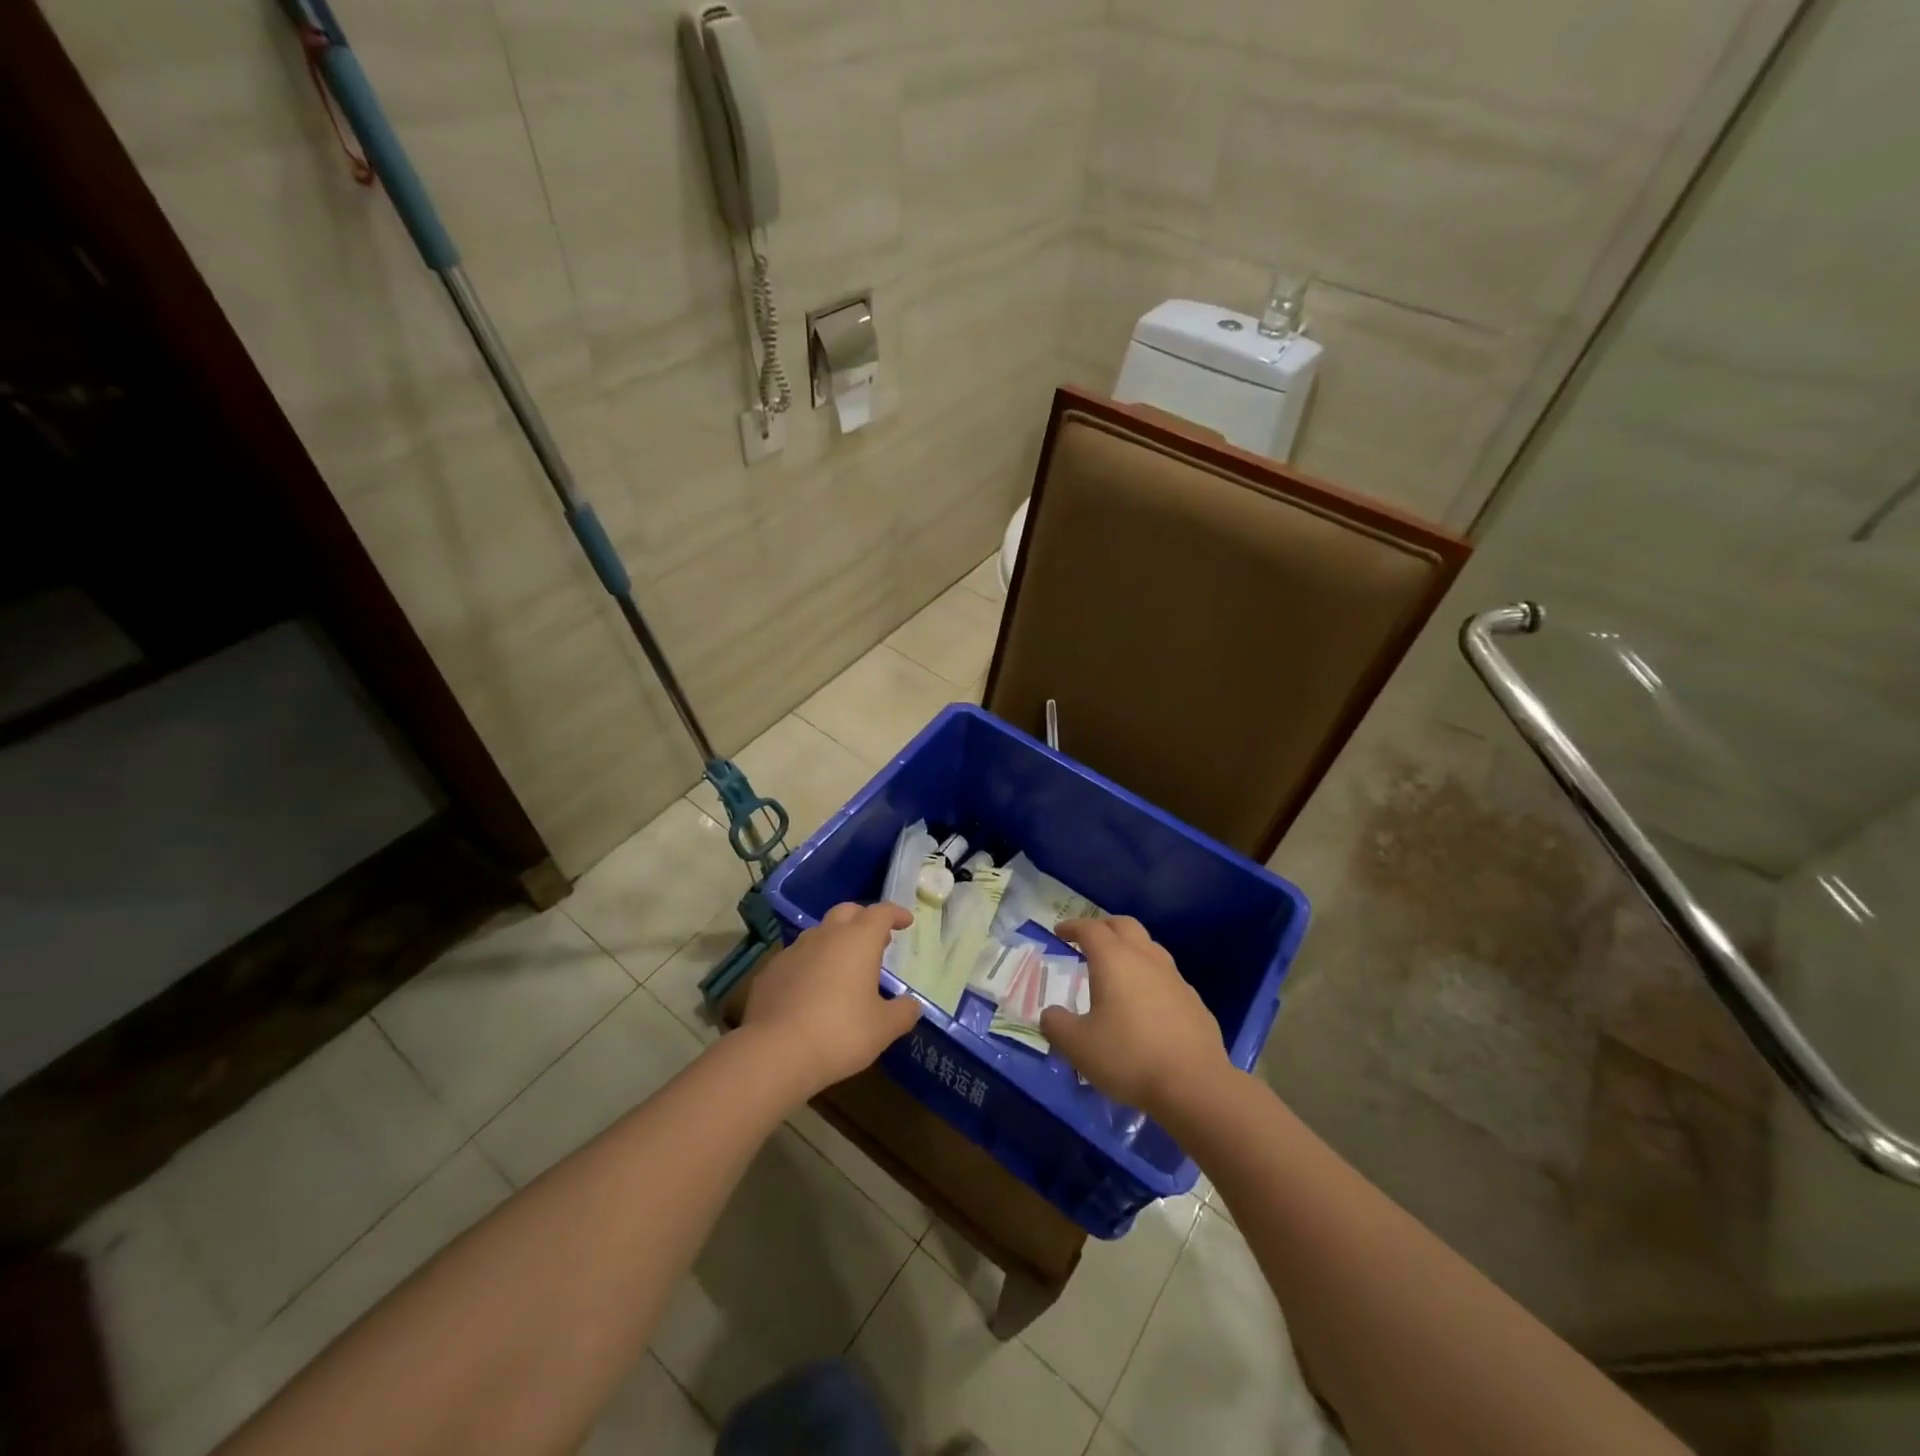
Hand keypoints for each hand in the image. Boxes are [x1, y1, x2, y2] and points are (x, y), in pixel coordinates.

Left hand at [743, 901, 920, 1097]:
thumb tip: (912, 1005)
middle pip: (847, 912)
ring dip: (835, 941)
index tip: (905, 921)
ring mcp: (793, 951)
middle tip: (876, 939)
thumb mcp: (883, 1028)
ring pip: (819, 933)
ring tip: (844, 965)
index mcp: (858, 941)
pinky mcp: (770, 971)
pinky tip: (811, 989)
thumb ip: (903, 1012)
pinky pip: (796, 958)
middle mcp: (825, 936)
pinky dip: (810, 964)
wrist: (774, 1052)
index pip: (881, 912)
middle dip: (864, 919)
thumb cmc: (840, 1033)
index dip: (896, 914)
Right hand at [1040, 916, 1230, 1114]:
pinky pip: (1166, 975)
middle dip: (1103, 927)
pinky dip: (1149, 976)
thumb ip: (1057, 1025)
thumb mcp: (1078, 1046)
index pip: (1090, 929)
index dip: (1072, 926)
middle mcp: (1145, 959)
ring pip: (1149, 947)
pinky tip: (1145, 1002)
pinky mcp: (1193, 1000)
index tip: (1060, 932)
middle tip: (1088, 940)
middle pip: (1124, 925)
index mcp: (1114, 960)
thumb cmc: (1129, 1058)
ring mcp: (1174, 977)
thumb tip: (1050, 1014)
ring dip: (1129, 948)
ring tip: (1116, 968)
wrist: (1194, 1085)